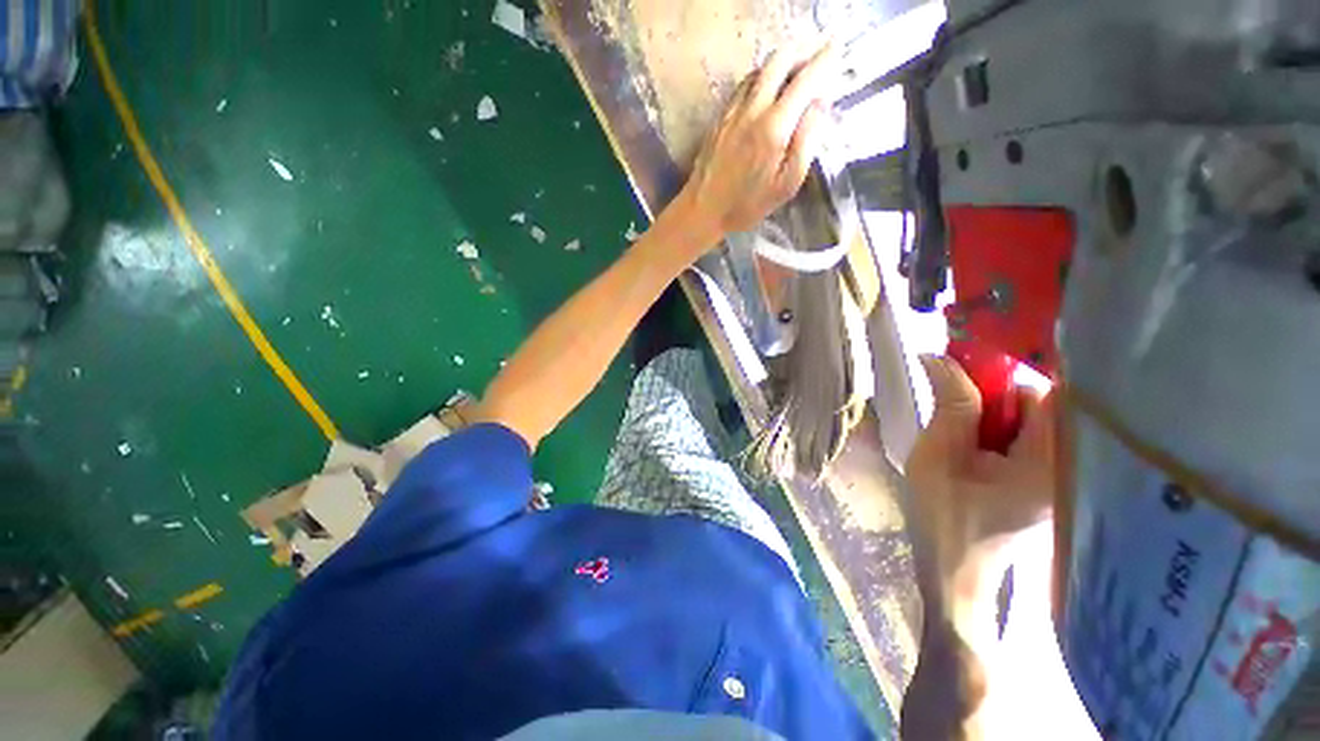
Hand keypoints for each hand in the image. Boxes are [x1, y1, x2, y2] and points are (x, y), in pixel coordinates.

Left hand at [679, 42, 837, 237]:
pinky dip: (761, 78)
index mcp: (774, 127)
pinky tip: (766, 93)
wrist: (703, 210)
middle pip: (779, 60)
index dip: (824, 60)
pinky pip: (744, 85)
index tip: (835, 52)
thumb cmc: (747, 205)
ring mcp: (733, 110)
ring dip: (781, 65)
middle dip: (802, 54)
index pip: (805, 79)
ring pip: (760, 69)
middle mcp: (753, 109)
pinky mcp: (720, 117)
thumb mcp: (786, 184)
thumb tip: (819, 104)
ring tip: (793, 78)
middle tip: (815, 64)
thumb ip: (806, 142)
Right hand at [905, 355, 1056, 589]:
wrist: (953, 568)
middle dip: (996, 391)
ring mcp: (1060, 473)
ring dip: (993, 409)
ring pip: (1032, 417)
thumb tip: (938, 355)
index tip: (972, 358)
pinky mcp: (1047, 478)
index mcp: (1050, 463)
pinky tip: (971, 439)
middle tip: (952, 395)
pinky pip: (1027, 434)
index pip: (1052, 392)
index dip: (1016, 368)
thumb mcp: (938, 455)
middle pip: (1043, 402)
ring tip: (958, 425)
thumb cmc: (943, 516)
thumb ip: (951, 403)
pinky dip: (998, 425)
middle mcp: (1068, 465)